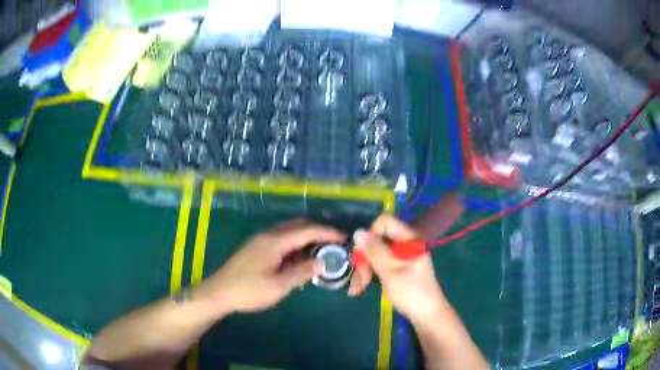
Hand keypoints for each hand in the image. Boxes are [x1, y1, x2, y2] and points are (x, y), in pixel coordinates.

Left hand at [194, 219, 344, 315]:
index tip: (343, 238)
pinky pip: (280, 240)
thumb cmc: (249, 290)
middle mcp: (268, 235)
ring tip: (319, 252)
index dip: (326, 233)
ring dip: (305, 238)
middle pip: (297, 226)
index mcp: (274, 241)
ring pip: (288, 232)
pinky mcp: (255, 248)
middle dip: (317, 232)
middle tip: (333, 244)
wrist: (219, 292)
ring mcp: (260, 241)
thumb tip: (321, 262)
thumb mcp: (279, 286)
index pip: (306, 230)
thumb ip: (301, 272)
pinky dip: (294, 245)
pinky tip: (298, 259)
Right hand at [348, 215, 445, 323]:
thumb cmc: (411, 292)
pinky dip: (370, 275)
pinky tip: (361, 288)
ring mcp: (402, 257)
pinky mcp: (398, 268)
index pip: (385, 222)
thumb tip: (358, 231)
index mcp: (409, 239)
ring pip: (376, 254)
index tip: (363, 254)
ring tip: (357, 289)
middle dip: (364, 259)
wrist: (427, 315)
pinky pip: (380, 265)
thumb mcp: (390, 271)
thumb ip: (374, 250)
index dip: (371, 235)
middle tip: (358, 280)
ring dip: (364, 270)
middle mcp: (406, 244)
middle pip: (378, 240)